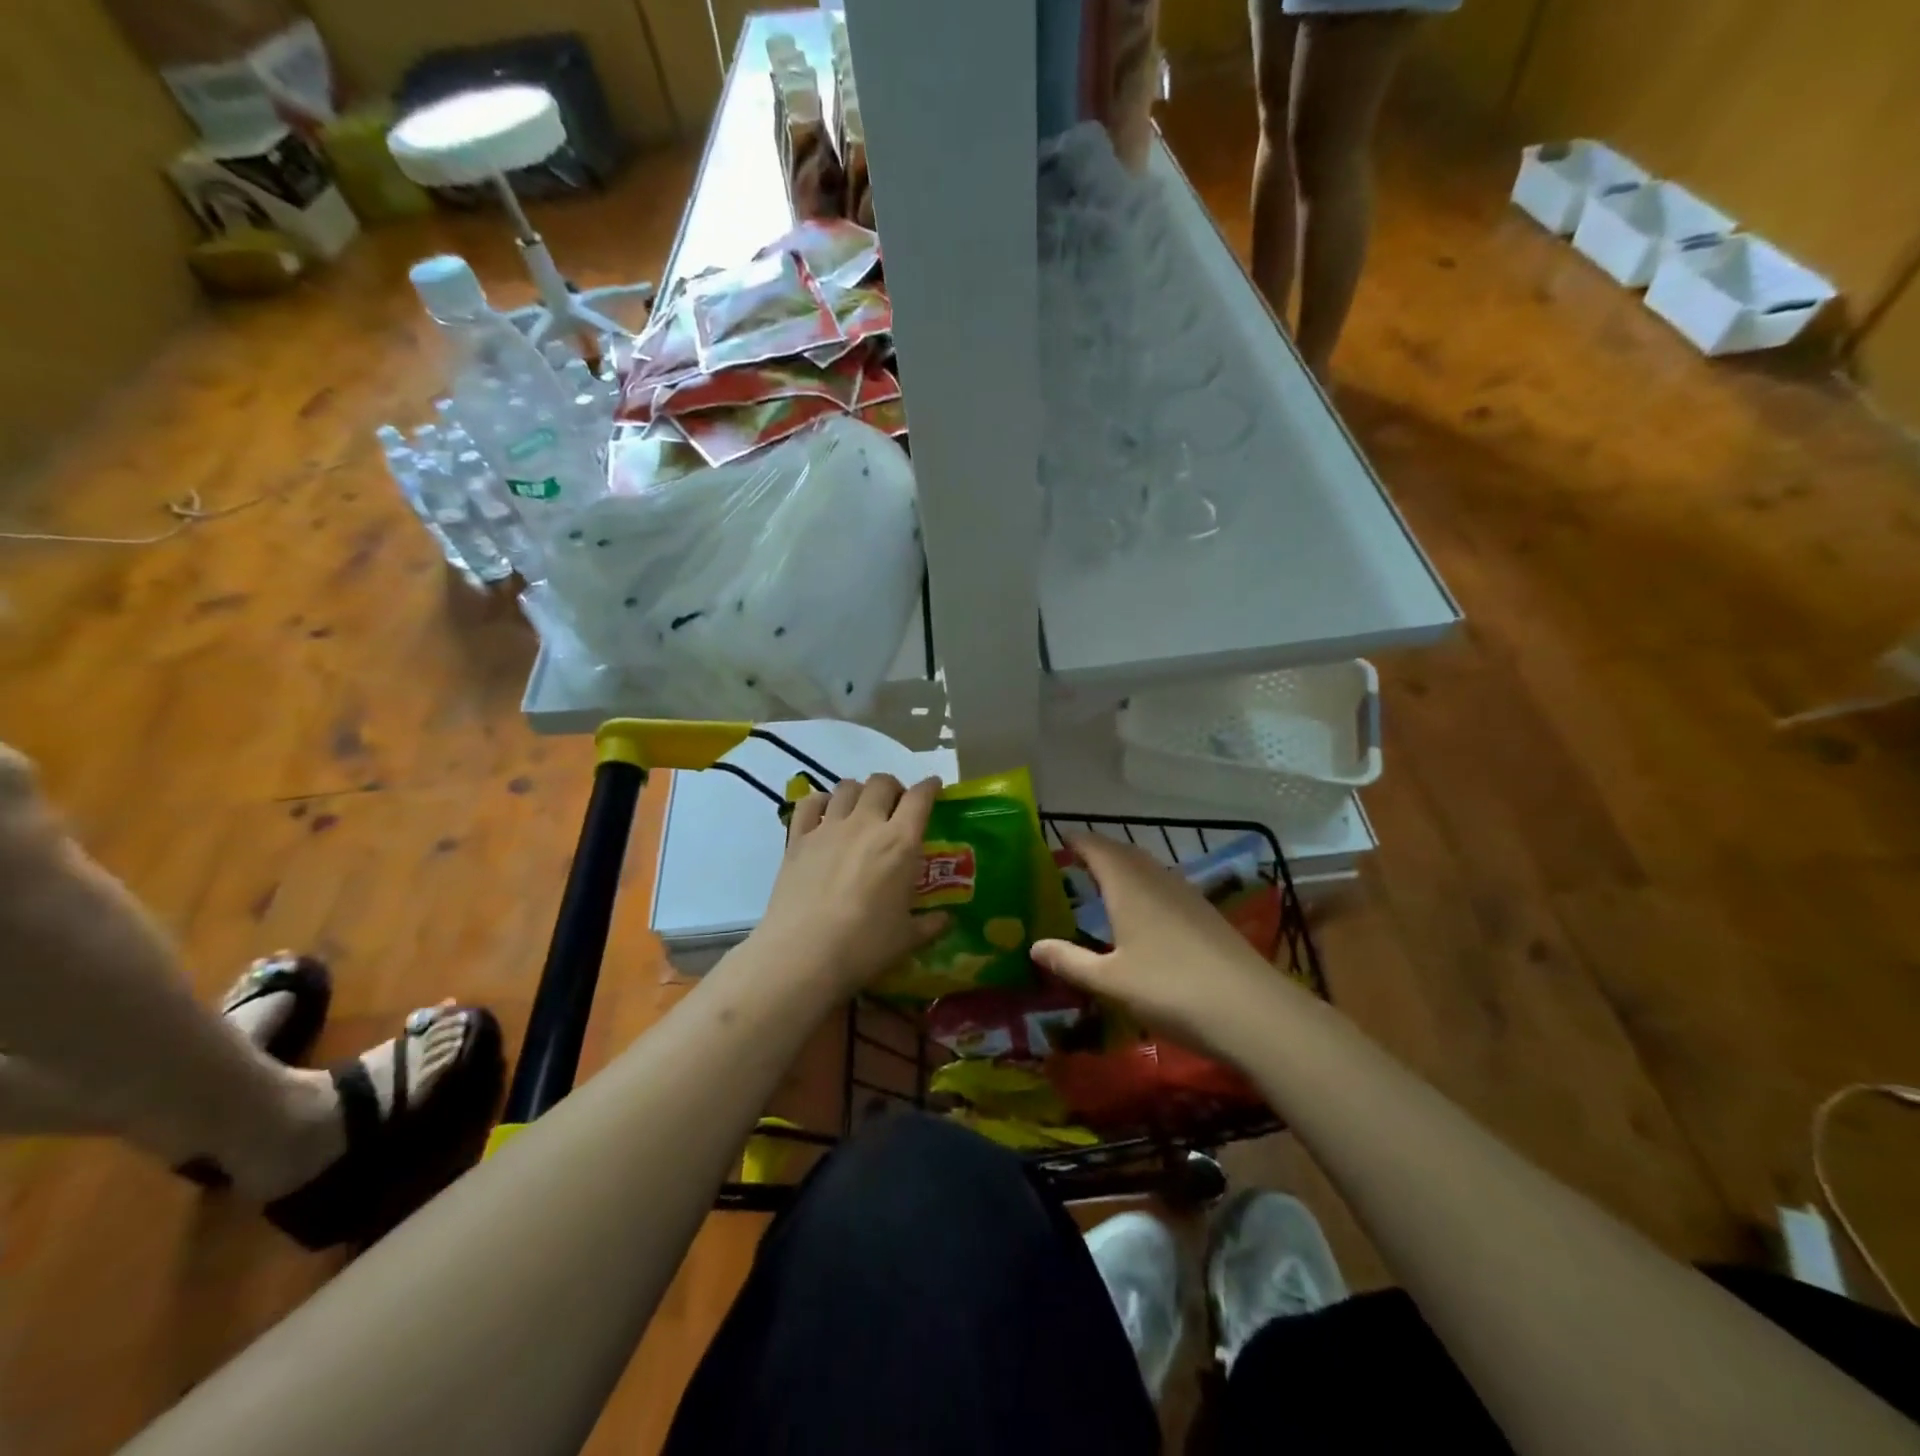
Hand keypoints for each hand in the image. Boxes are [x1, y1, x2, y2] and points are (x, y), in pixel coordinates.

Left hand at [750, 774, 948, 998]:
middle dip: (893, 787)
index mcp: (900, 843)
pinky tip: (824, 814)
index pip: (920, 798)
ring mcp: (828, 828)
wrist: (803, 954)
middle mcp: (866, 824)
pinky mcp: (798, 839)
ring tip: (861, 808)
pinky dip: (820, 802)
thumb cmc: (864, 946)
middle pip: (882, 783)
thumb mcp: (906, 939)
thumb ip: (929, 925)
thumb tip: (946, 920)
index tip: (934, 787)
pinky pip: (809, 803)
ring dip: (859, 791)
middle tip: (896, 805)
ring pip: (846, 787)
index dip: (930, 787)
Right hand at [1031, 833, 1309, 1065]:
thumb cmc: (1170, 989)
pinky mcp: (1206, 914)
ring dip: (1124, 868)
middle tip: (1074, 862)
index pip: (1097, 847)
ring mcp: (1186, 894)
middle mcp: (1157, 879)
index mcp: (1128, 885)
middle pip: (1124, 852)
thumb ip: (1070, 961)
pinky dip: (1145, 886)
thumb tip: (1034, 946)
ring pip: (1148, 868)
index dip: (1076, 841)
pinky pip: (1165, 885)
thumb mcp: (1110, 981)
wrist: (1250, 1011)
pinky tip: (1144, 913)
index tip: (1057, 839)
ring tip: (1104, 883)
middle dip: (1099, 852)